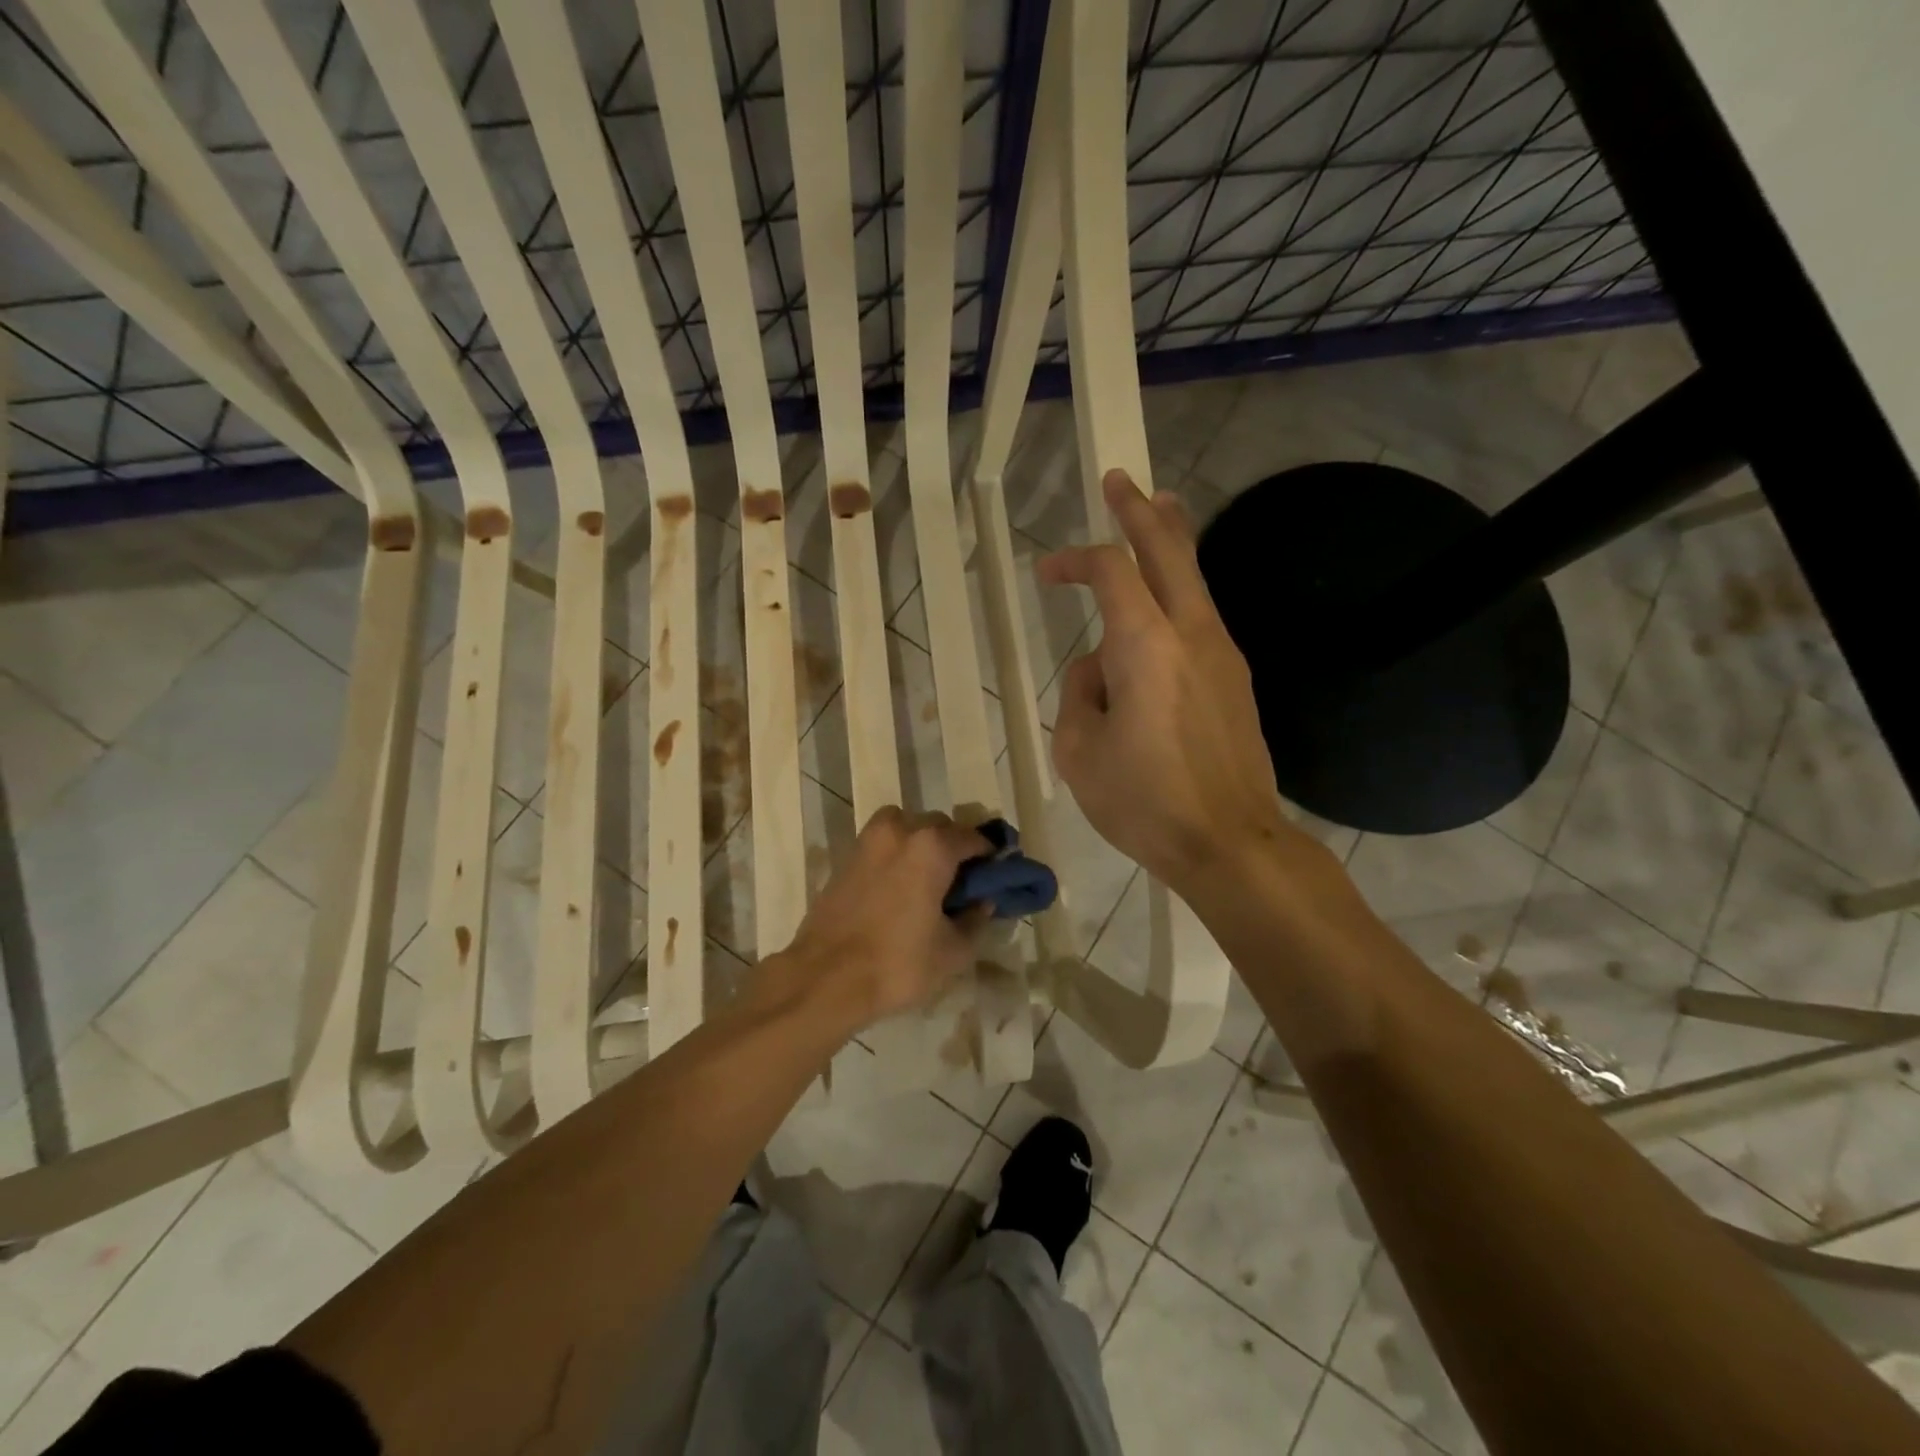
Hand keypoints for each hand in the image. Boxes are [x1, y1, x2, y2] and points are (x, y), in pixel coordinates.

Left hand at [775, 807, 991, 1031]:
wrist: (825, 978)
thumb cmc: (898, 963)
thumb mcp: (953, 951)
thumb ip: (975, 919)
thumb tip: (982, 901)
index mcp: (931, 846)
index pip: (973, 838)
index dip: (990, 856)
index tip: (997, 875)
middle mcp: (900, 831)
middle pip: (939, 827)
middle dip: (955, 847)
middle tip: (964, 882)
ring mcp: (868, 841)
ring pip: (907, 829)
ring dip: (923, 845)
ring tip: (929, 881)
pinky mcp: (846, 859)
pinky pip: (883, 845)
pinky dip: (898, 856)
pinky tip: (901, 889)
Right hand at [1039, 470, 1310, 897]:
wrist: (1228, 841)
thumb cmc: (1143, 801)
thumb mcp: (1079, 751)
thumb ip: (1080, 694)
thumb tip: (1099, 671)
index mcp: (1145, 646)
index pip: (1110, 571)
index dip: (1074, 560)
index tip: (1046, 572)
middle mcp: (1191, 634)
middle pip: (1170, 550)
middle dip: (1141, 511)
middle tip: (1121, 481)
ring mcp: (1223, 654)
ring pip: (1196, 579)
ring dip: (1171, 542)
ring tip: (1158, 511)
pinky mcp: (1236, 679)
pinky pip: (1202, 618)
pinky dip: (1180, 592)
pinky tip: (1164, 604)